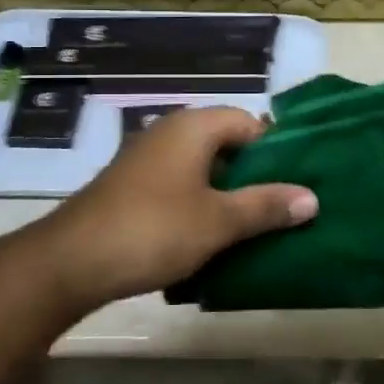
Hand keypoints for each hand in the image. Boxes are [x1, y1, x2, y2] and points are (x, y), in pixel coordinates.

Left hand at [35, 106, 316, 313]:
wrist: (71, 261)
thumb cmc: (153, 230)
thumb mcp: (218, 221)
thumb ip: (266, 206)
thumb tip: (312, 197)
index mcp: (193, 127)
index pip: (248, 121)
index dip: (274, 150)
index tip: (294, 184)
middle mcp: (169, 132)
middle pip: (226, 143)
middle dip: (253, 175)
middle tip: (279, 208)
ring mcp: (147, 159)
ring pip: (202, 168)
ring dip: (226, 194)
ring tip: (252, 227)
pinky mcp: (132, 187)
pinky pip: (178, 186)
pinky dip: (198, 204)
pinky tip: (209, 237)